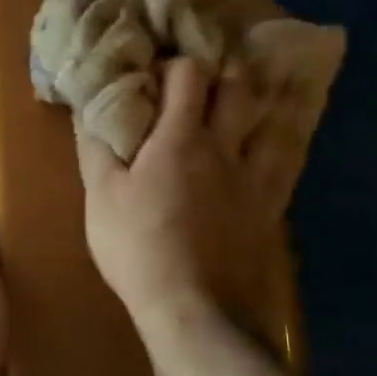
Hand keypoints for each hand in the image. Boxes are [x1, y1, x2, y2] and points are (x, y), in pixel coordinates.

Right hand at [76, 58, 278, 331]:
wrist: (195, 311)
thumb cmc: (139, 248)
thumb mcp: (101, 197)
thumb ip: (97, 148)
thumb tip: (90, 109)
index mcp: (182, 139)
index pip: (189, 74)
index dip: (175, 64)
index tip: (157, 73)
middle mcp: (226, 149)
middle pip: (240, 90)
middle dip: (224, 75)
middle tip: (206, 83)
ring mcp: (256, 180)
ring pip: (272, 124)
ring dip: (262, 105)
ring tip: (247, 104)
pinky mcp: (271, 211)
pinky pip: (286, 165)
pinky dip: (281, 146)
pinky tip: (274, 149)